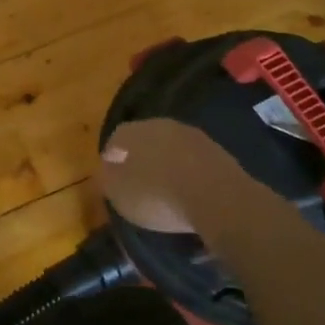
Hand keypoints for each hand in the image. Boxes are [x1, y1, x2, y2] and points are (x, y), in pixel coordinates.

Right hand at [99, 118, 264, 233]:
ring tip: (166, 190)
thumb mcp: (119, 194)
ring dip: (167, 164)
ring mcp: (194, 137)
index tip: (112, 177)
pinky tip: (190, 193)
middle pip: (146, 139)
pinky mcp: (219, 153)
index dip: (112, 158)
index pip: (117, 138)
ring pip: (173, 147)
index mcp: (134, 132)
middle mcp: (163, 125)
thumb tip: (105, 169)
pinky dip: (189, 174)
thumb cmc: (158, 196)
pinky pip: (195, 161)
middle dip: (141, 158)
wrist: (218, 198)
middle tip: (138, 182)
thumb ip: (107, 179)